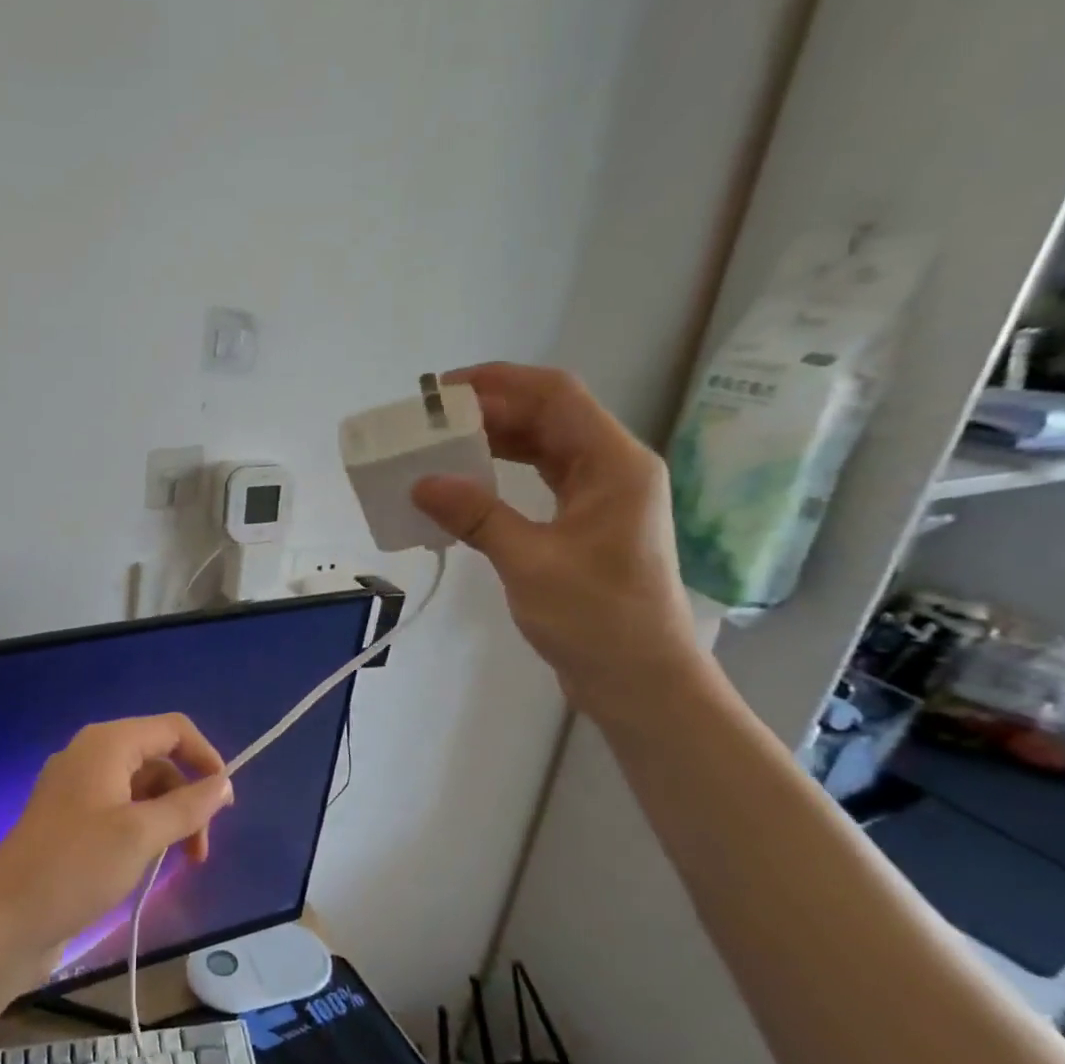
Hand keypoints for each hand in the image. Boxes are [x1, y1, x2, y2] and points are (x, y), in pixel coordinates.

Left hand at [0, 715, 232, 1029]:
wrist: (2, 923)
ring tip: (183, 864)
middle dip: (188, 799)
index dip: (205, 757)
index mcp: (107, 744)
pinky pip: (121, 811)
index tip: (224, 801)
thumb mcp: (141, 834)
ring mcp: (78, 789)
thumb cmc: (75, 867)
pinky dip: (145, 830)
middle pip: (159, 761)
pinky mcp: (71, 821)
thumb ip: (189, 805)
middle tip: (201, 850)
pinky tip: (151, 864)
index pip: (173, 729)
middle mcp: (92, 756)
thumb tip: (224, 782)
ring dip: (169, 819)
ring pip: (142, 790)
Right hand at [411, 363, 709, 722]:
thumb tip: (422, 482)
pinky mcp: (588, 523)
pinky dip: (505, 473)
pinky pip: (543, 479)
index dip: (500, 382)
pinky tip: (470, 483)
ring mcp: (603, 496)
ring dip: (497, 440)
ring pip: (545, 446)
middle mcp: (613, 469)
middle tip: (433, 420)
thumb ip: (477, 516)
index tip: (444, 391)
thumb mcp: (530, 564)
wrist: (642, 681)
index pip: (556, 396)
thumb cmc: (597, 619)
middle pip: (550, 416)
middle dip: (492, 410)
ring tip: (443, 445)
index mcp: (614, 464)